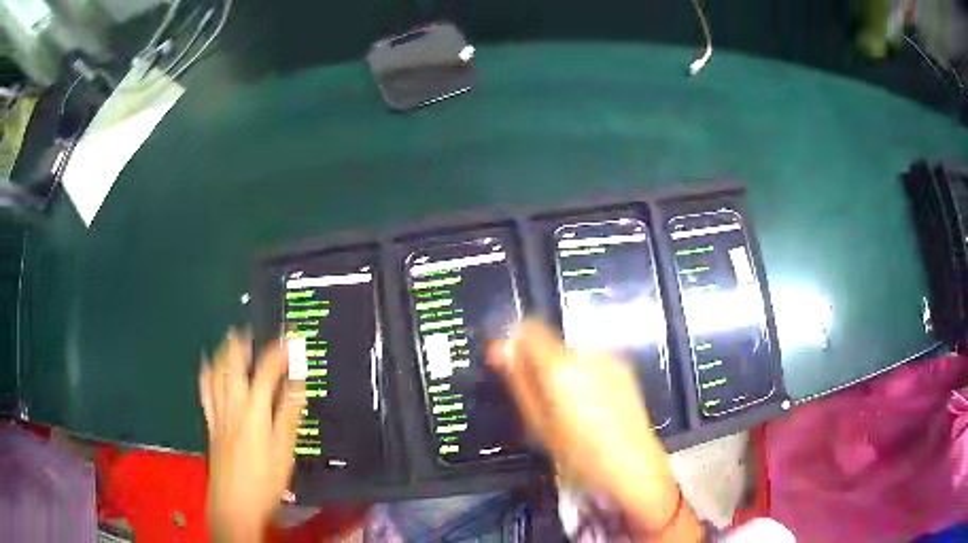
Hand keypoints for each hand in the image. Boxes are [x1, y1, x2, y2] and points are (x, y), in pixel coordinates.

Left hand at [199, 330, 305, 542]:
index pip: (266, 372)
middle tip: (250, 329)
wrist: (234, 504)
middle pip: (233, 366)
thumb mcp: (284, 451)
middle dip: (242, 344)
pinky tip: (207, 366)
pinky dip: (207, 373)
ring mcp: (218, 414)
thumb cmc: (264, 481)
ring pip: (217, 375)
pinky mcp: (210, 425)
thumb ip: (289, 414)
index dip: (277, 352)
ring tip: (230, 338)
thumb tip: (299, 383)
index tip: (289, 339)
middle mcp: (232, 406)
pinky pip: (205, 391)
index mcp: (254, 412)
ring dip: (223, 353)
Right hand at [488, 321, 691, 534]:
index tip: (512, 366)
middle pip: (551, 344)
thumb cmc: (579, 453)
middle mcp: (585, 353)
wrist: (632, 463)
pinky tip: (592, 406)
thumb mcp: (539, 424)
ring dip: (564, 371)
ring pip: (572, 354)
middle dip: (541, 365)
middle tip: (543, 402)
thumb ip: (519, 382)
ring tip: (570, 408)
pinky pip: (593, 363)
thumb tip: (502, 349)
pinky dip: (585, 376)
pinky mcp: (624, 368)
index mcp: (560, 366)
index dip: (517, 344)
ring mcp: (608, 359)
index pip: (529, 329)